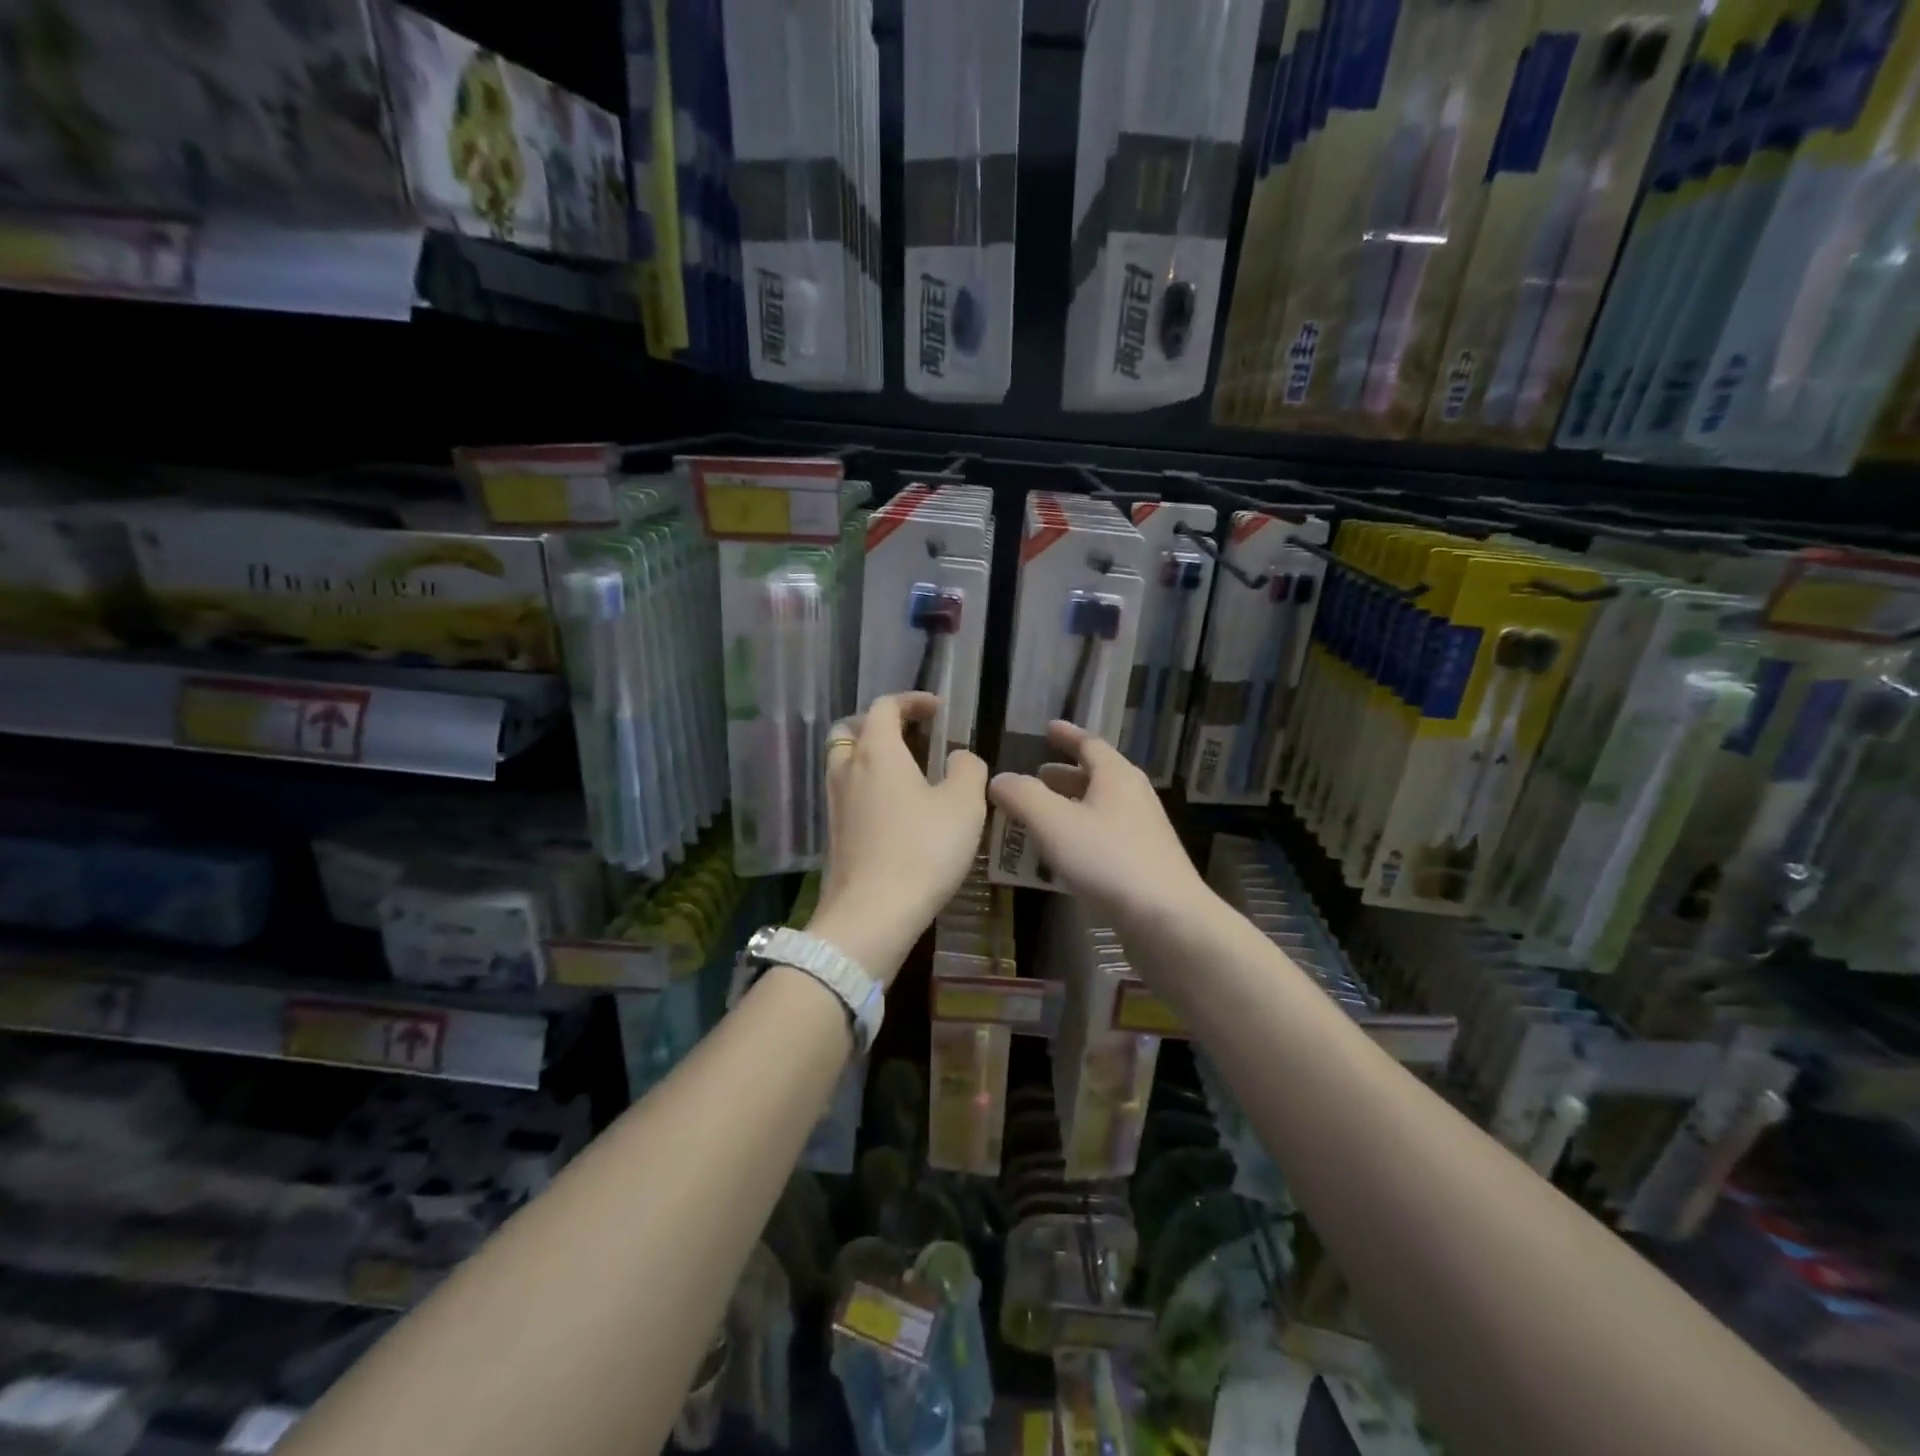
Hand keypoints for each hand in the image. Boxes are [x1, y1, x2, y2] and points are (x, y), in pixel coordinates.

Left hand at [812, 692, 987, 982]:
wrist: (872, 915)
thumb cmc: (922, 850)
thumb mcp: (963, 805)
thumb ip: (967, 769)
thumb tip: (959, 757)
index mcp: (877, 751)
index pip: (884, 706)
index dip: (912, 701)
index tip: (938, 710)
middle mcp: (847, 769)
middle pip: (852, 729)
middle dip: (880, 724)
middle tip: (912, 737)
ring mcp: (834, 802)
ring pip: (845, 762)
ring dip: (872, 756)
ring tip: (908, 773)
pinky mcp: (833, 833)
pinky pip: (847, 792)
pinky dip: (867, 786)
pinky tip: (896, 810)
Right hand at [988, 721, 1209, 931]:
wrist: (1167, 918)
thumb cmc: (1107, 860)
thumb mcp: (1053, 822)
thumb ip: (1022, 796)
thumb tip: (999, 779)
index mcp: (1116, 776)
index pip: (1089, 744)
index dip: (1067, 735)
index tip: (1048, 729)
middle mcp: (1134, 796)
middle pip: (1097, 775)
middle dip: (1065, 775)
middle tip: (1036, 776)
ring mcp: (1144, 830)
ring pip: (1102, 806)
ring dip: (1072, 804)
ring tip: (1043, 814)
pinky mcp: (1146, 861)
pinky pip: (1107, 833)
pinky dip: (1082, 831)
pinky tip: (1065, 853)